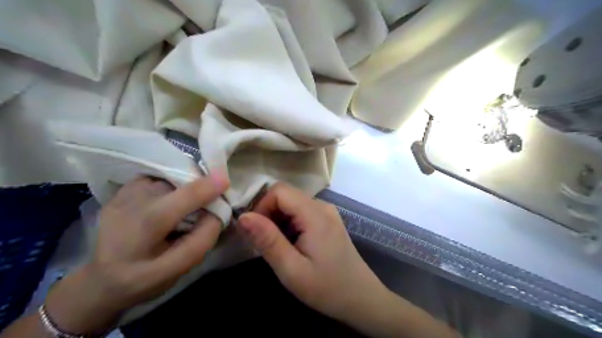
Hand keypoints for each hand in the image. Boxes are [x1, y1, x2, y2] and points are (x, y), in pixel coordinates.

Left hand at [43, 175, 228, 334]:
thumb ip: (201, 241)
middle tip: (212, 195)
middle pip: (171, 184)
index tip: (225, 180)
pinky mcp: (121, 191)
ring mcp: (120, 195)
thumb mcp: (175, 271)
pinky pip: (156, 177)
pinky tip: (172, 198)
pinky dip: (172, 182)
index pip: (174, 204)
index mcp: (138, 234)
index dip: (202, 189)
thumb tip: (219, 212)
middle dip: (197, 183)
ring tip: (191, 200)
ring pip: (165, 178)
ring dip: (185, 183)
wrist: (100, 279)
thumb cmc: (142, 280)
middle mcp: (125, 207)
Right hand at [237, 183, 388, 322]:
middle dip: (268, 214)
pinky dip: (289, 223)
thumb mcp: (292, 269)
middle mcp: (322, 206)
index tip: (255, 232)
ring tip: (278, 246)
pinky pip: (301, 211)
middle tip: (264, 242)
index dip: (261, 206)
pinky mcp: (327, 220)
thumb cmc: (327, 288)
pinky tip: (291, 244)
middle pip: (286, 195)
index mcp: (315, 214)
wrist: (361, 299)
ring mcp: (327, 212)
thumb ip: (267, 240)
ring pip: (292, 203)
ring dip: (278, 219)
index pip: (279, 191)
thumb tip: (243, 217)